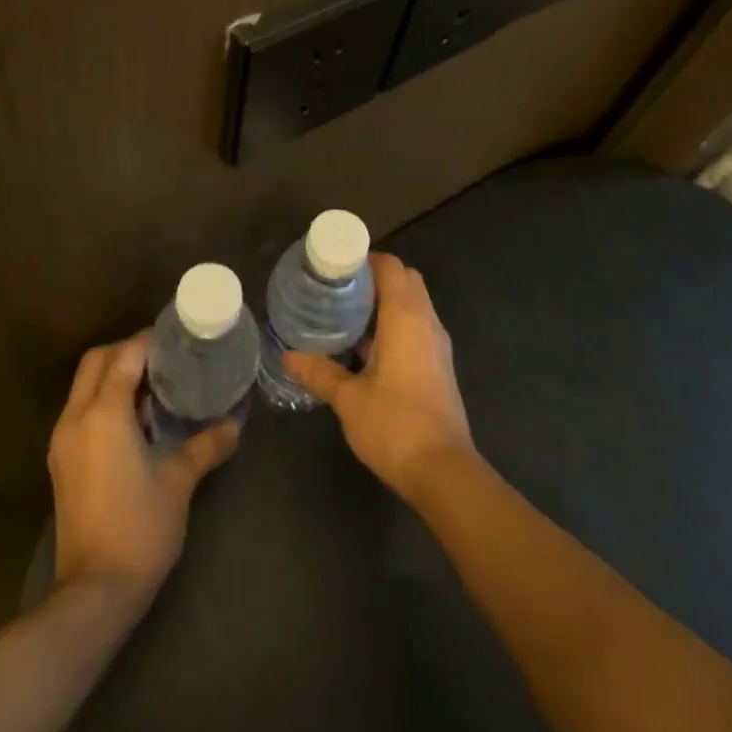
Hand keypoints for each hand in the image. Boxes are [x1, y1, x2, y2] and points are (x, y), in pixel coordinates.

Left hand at [47, 333, 239, 604]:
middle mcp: (76, 418)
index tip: (178, 338)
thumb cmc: (140, 528)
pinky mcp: (61, 461)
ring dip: (113, 374)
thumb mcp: (179, 481)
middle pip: (96, 361)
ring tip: (153, 382)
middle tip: (164, 357)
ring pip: (84, 385)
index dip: (150, 341)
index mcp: (104, 414)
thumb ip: (206, 444)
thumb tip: (236, 423)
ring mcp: (63, 441)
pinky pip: (80, 409)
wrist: (94, 592)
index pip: (125, 355)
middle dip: (126, 350)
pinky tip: (134, 417)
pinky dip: (103, 398)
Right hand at [283, 253, 473, 501]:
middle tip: (338, 289)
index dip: (364, 259)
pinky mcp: (439, 367)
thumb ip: (320, 372)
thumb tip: (288, 355)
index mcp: (406, 316)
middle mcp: (427, 322)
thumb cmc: (395, 424)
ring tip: (346, 314)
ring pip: (413, 305)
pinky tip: (365, 348)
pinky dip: (394, 325)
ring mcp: (437, 345)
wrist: (443, 472)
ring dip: (385, 303)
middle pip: (405, 280)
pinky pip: (416, 328)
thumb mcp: (349, 398)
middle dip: (374, 278)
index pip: (391, 266)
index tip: (335, 266)